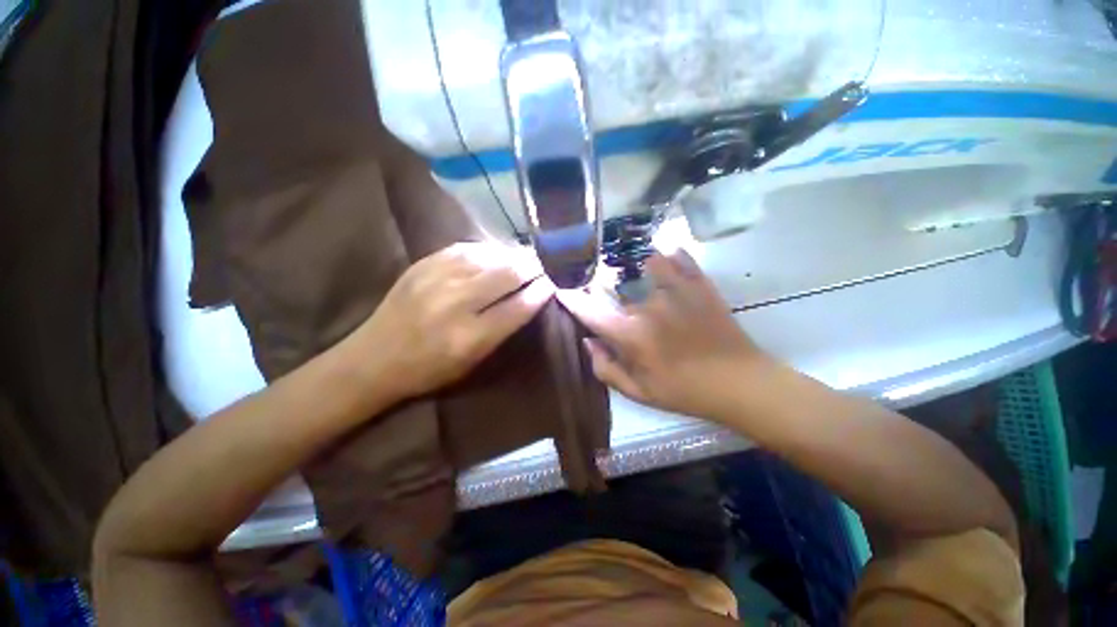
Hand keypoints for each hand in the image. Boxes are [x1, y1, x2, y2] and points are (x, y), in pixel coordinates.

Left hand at [353, 242, 553, 398]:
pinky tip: (496, 255)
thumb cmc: (429, 370)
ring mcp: (436, 278)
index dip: (542, 292)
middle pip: (508, 273)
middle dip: (533, 267)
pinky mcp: (423, 263)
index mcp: (470, 337)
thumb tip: (530, 298)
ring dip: (513, 256)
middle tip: (545, 266)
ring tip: (525, 258)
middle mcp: (455, 303)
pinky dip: (488, 251)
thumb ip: (503, 329)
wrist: (373, 358)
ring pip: (490, 256)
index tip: (553, 284)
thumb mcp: (473, 361)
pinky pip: (467, 248)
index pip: (519, 306)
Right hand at [557, 250, 771, 419]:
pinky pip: (679, 258)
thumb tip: (587, 341)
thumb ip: (605, 368)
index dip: (572, 299)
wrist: (739, 383)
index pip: (590, 312)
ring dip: (639, 269)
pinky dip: (670, 256)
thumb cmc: (685, 392)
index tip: (561, 289)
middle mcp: (648, 307)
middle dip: (606, 289)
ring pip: (646, 264)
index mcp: (631, 336)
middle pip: (615, 286)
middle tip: (611, 296)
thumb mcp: (639, 393)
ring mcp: (676, 291)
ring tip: (641, 275)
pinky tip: (667, 261)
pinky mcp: (699, 284)